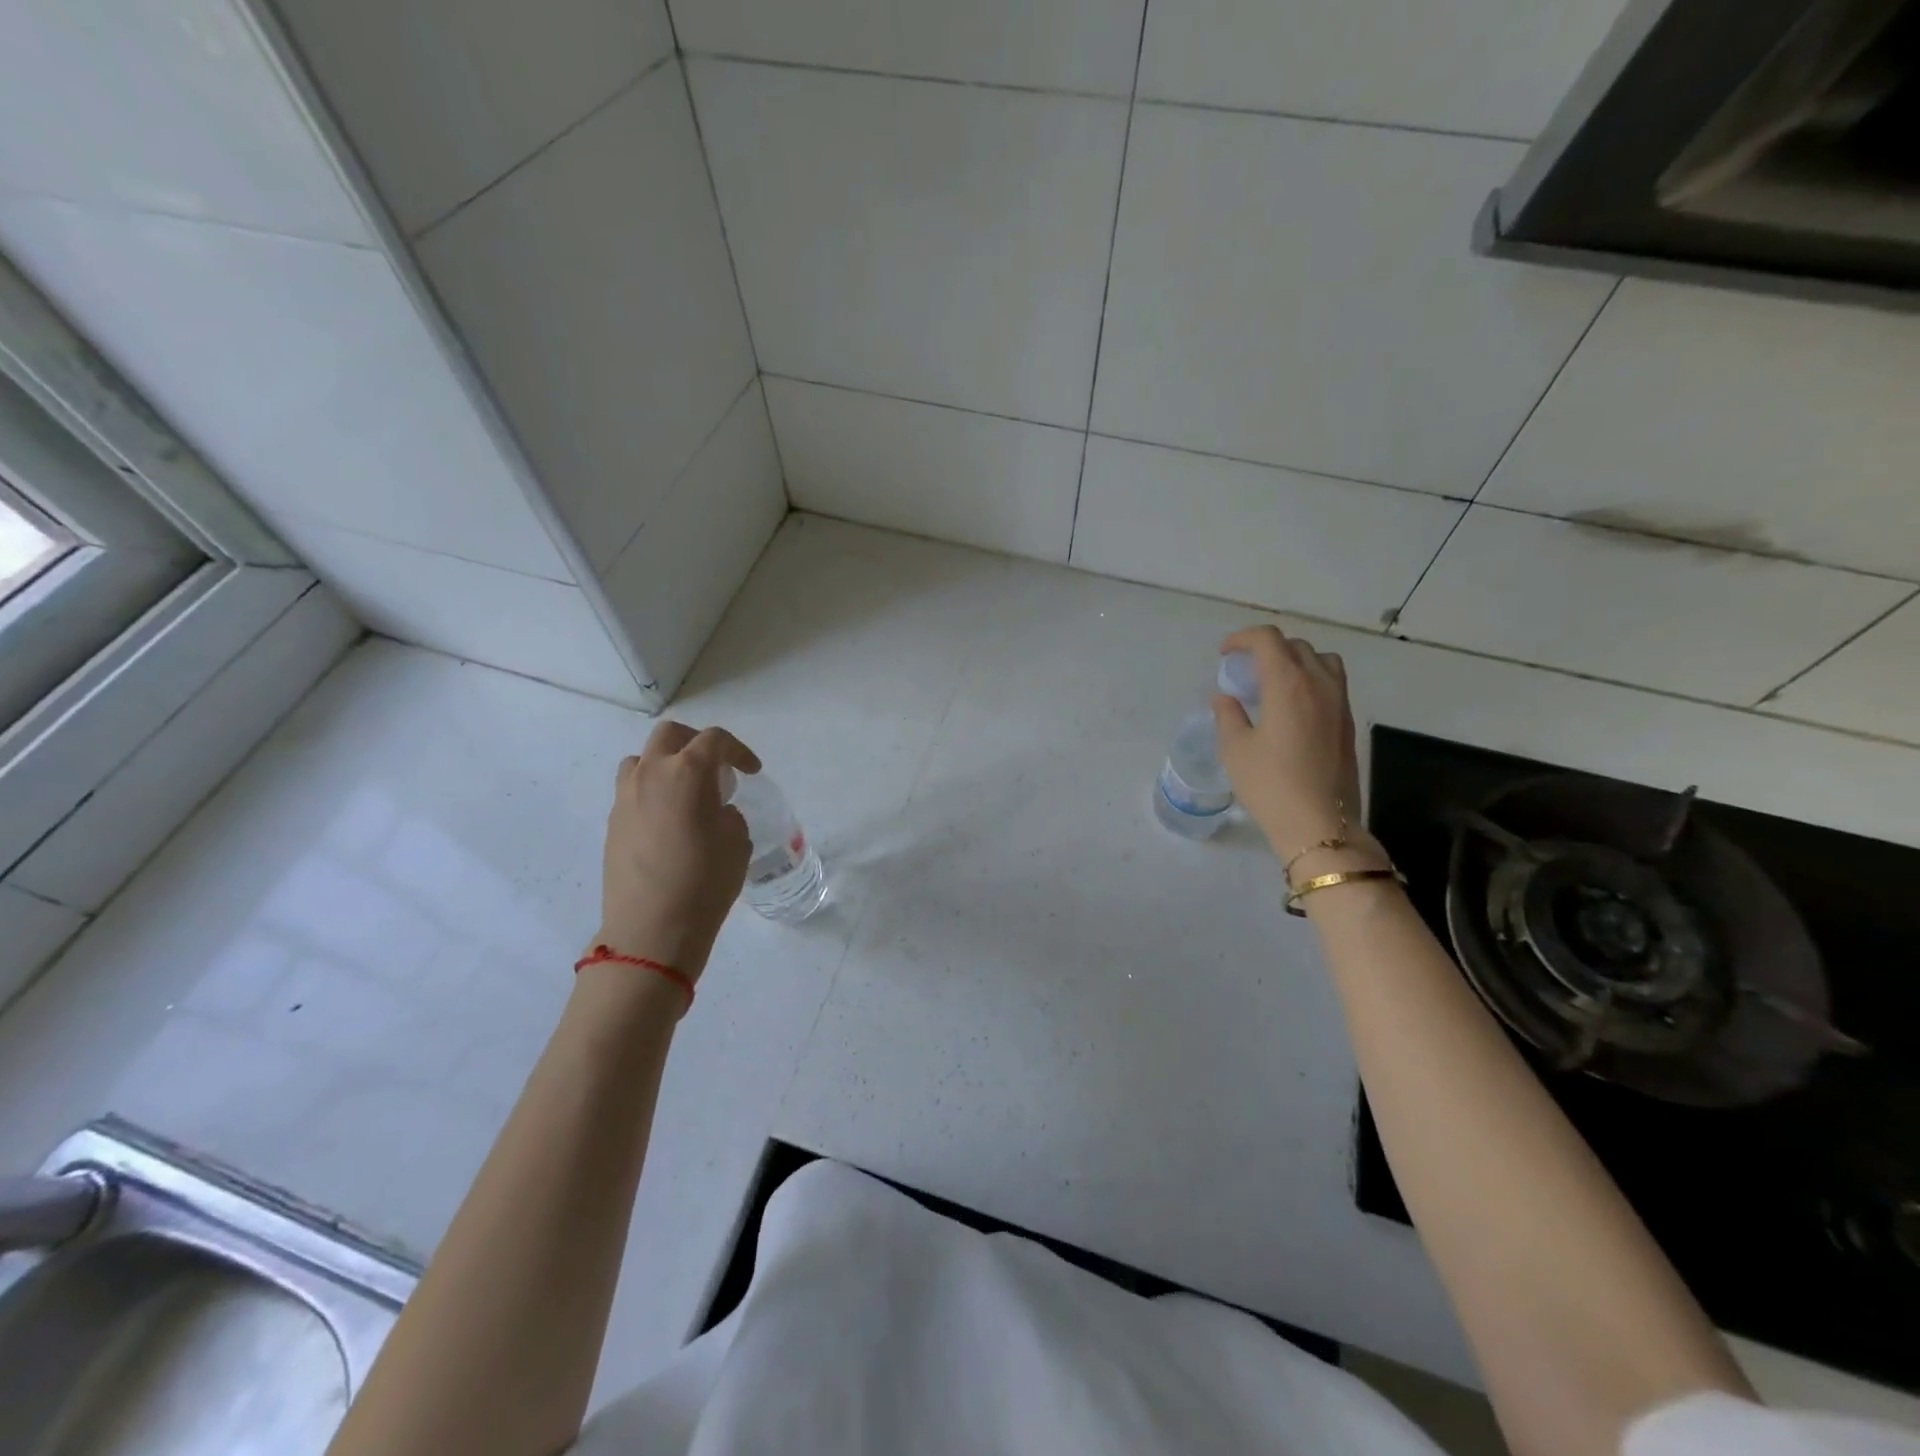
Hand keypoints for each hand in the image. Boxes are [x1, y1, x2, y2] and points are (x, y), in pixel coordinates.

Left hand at [595, 721, 760, 978]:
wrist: (651, 929)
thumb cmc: (705, 881)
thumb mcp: (737, 842)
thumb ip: (728, 814)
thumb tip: (714, 811)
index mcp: (687, 772)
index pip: (714, 740)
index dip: (738, 750)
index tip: (751, 772)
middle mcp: (651, 774)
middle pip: (670, 735)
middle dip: (696, 743)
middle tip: (716, 768)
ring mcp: (625, 798)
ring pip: (642, 760)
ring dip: (666, 764)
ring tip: (686, 792)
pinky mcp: (612, 823)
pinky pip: (632, 790)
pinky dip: (652, 792)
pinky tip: (668, 822)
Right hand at [1213, 626, 1363, 861]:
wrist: (1320, 825)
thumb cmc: (1271, 785)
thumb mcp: (1235, 750)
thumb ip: (1228, 715)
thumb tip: (1224, 698)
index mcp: (1288, 684)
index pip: (1268, 639)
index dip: (1242, 638)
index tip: (1224, 653)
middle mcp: (1319, 684)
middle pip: (1295, 646)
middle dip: (1266, 648)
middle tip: (1243, 670)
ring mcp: (1339, 703)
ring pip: (1321, 660)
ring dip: (1294, 660)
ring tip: (1273, 682)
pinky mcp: (1348, 722)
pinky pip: (1331, 683)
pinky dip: (1309, 679)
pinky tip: (1291, 706)